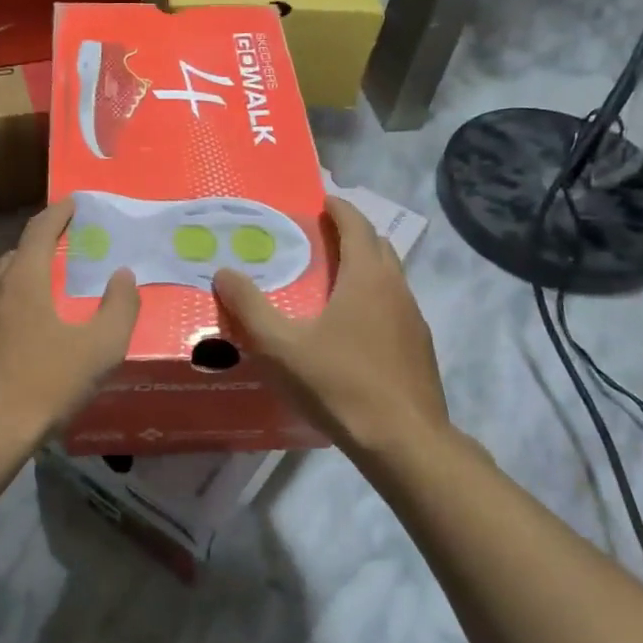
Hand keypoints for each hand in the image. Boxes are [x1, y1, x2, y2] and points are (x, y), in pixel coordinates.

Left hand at [0, 199, 139, 458]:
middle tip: (69, 248)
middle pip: (18, 252)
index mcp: (22, 280)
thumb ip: (120, 309)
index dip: (59, 213)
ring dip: (25, 273)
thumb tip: (123, 276)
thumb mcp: (98, 350)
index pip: (40, 230)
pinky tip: (27, 328)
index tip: (74, 203)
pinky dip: (12, 300)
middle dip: (43, 243)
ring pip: (1, 280)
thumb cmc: (42, 386)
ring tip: (50, 287)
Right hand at [213, 196, 455, 459]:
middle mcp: (396, 289)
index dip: (339, 209)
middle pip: (377, 246)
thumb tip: (223, 271)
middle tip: (319, 237)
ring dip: (364, 267)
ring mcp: (413, 319)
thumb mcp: (281, 347)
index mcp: (367, 277)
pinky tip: (351, 328)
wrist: (403, 441)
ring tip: (331, 280)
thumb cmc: (340, 384)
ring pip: (389, 278)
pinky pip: (394, 307)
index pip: (357, 225)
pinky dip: (373, 299)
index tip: (321, 201)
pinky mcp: (418, 348)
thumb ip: (249, 307)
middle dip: (352, 234)